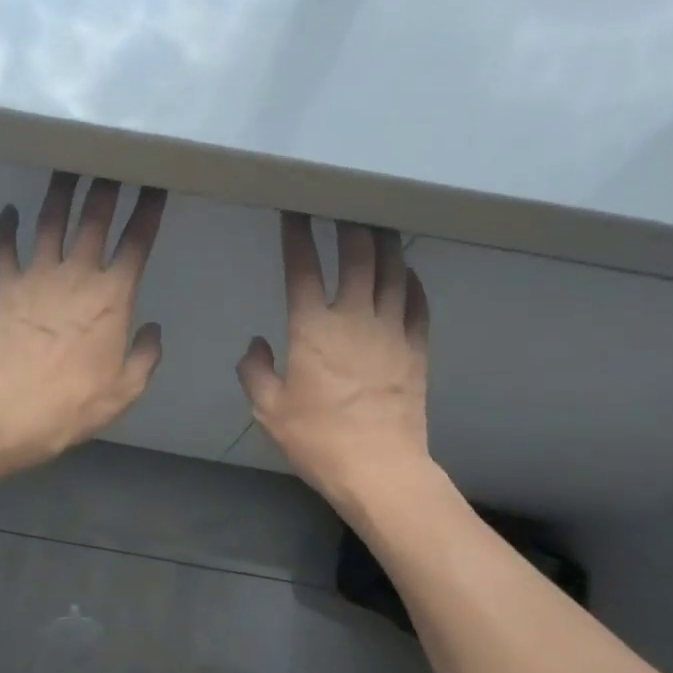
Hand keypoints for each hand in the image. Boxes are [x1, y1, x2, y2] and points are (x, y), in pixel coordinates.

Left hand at [0, 173, 165, 468]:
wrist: (15, 412)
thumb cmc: (77, 403)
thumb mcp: (128, 387)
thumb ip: (146, 354)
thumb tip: (153, 328)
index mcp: (114, 296)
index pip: (137, 242)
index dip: (148, 210)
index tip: (154, 184)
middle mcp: (77, 274)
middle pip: (94, 218)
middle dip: (106, 185)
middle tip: (111, 158)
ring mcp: (37, 277)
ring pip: (50, 221)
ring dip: (60, 191)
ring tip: (66, 165)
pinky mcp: (4, 287)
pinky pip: (4, 248)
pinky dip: (6, 227)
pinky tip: (8, 209)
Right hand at [237, 214, 432, 509]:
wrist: (378, 468)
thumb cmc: (317, 439)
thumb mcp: (268, 409)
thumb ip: (255, 371)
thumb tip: (256, 344)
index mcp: (312, 329)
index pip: (302, 267)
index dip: (296, 234)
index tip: (293, 212)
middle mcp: (354, 317)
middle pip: (358, 254)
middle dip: (349, 223)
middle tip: (344, 204)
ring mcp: (392, 330)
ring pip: (393, 270)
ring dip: (384, 242)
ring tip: (377, 223)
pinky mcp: (416, 348)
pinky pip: (418, 301)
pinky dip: (411, 279)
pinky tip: (406, 271)